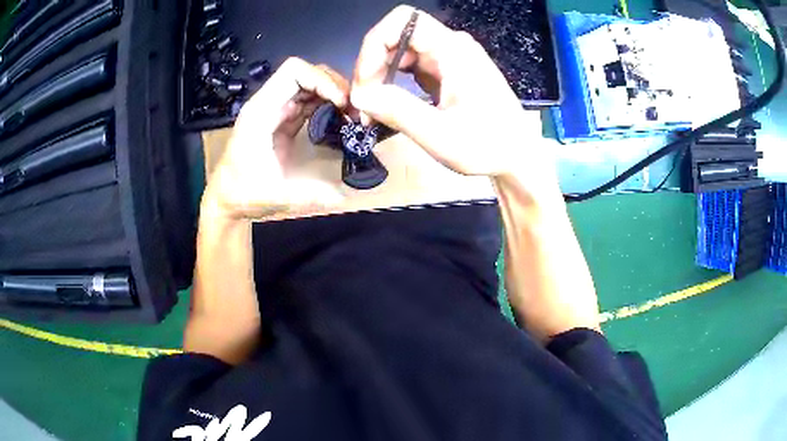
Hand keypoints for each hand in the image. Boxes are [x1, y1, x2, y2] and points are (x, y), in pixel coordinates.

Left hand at [205, 57, 349, 218]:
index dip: (321, 80)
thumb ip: (310, 194)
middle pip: (306, 73)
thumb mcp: (277, 195)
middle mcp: (269, 103)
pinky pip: (309, 101)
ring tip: (352, 113)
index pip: (294, 72)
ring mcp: (276, 110)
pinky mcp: (283, 120)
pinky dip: (328, 104)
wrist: (227, 199)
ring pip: (310, 84)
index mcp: (261, 111)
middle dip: (334, 85)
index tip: (341, 103)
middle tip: (354, 109)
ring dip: (334, 94)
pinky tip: (341, 119)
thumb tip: (344, 195)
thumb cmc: (244, 194)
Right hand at [351, 6, 550, 179]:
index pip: (402, 21)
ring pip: (400, 53)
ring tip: (372, 110)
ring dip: (380, 77)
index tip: (365, 81)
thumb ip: (398, 110)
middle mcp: (451, 47)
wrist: (518, 157)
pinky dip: (393, 84)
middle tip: (363, 103)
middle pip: (396, 36)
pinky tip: (389, 107)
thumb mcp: (440, 134)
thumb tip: (360, 96)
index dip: (374, 44)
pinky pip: (410, 68)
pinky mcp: (447, 73)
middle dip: (372, 66)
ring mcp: (449, 59)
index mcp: (453, 50)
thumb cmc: (490, 146)